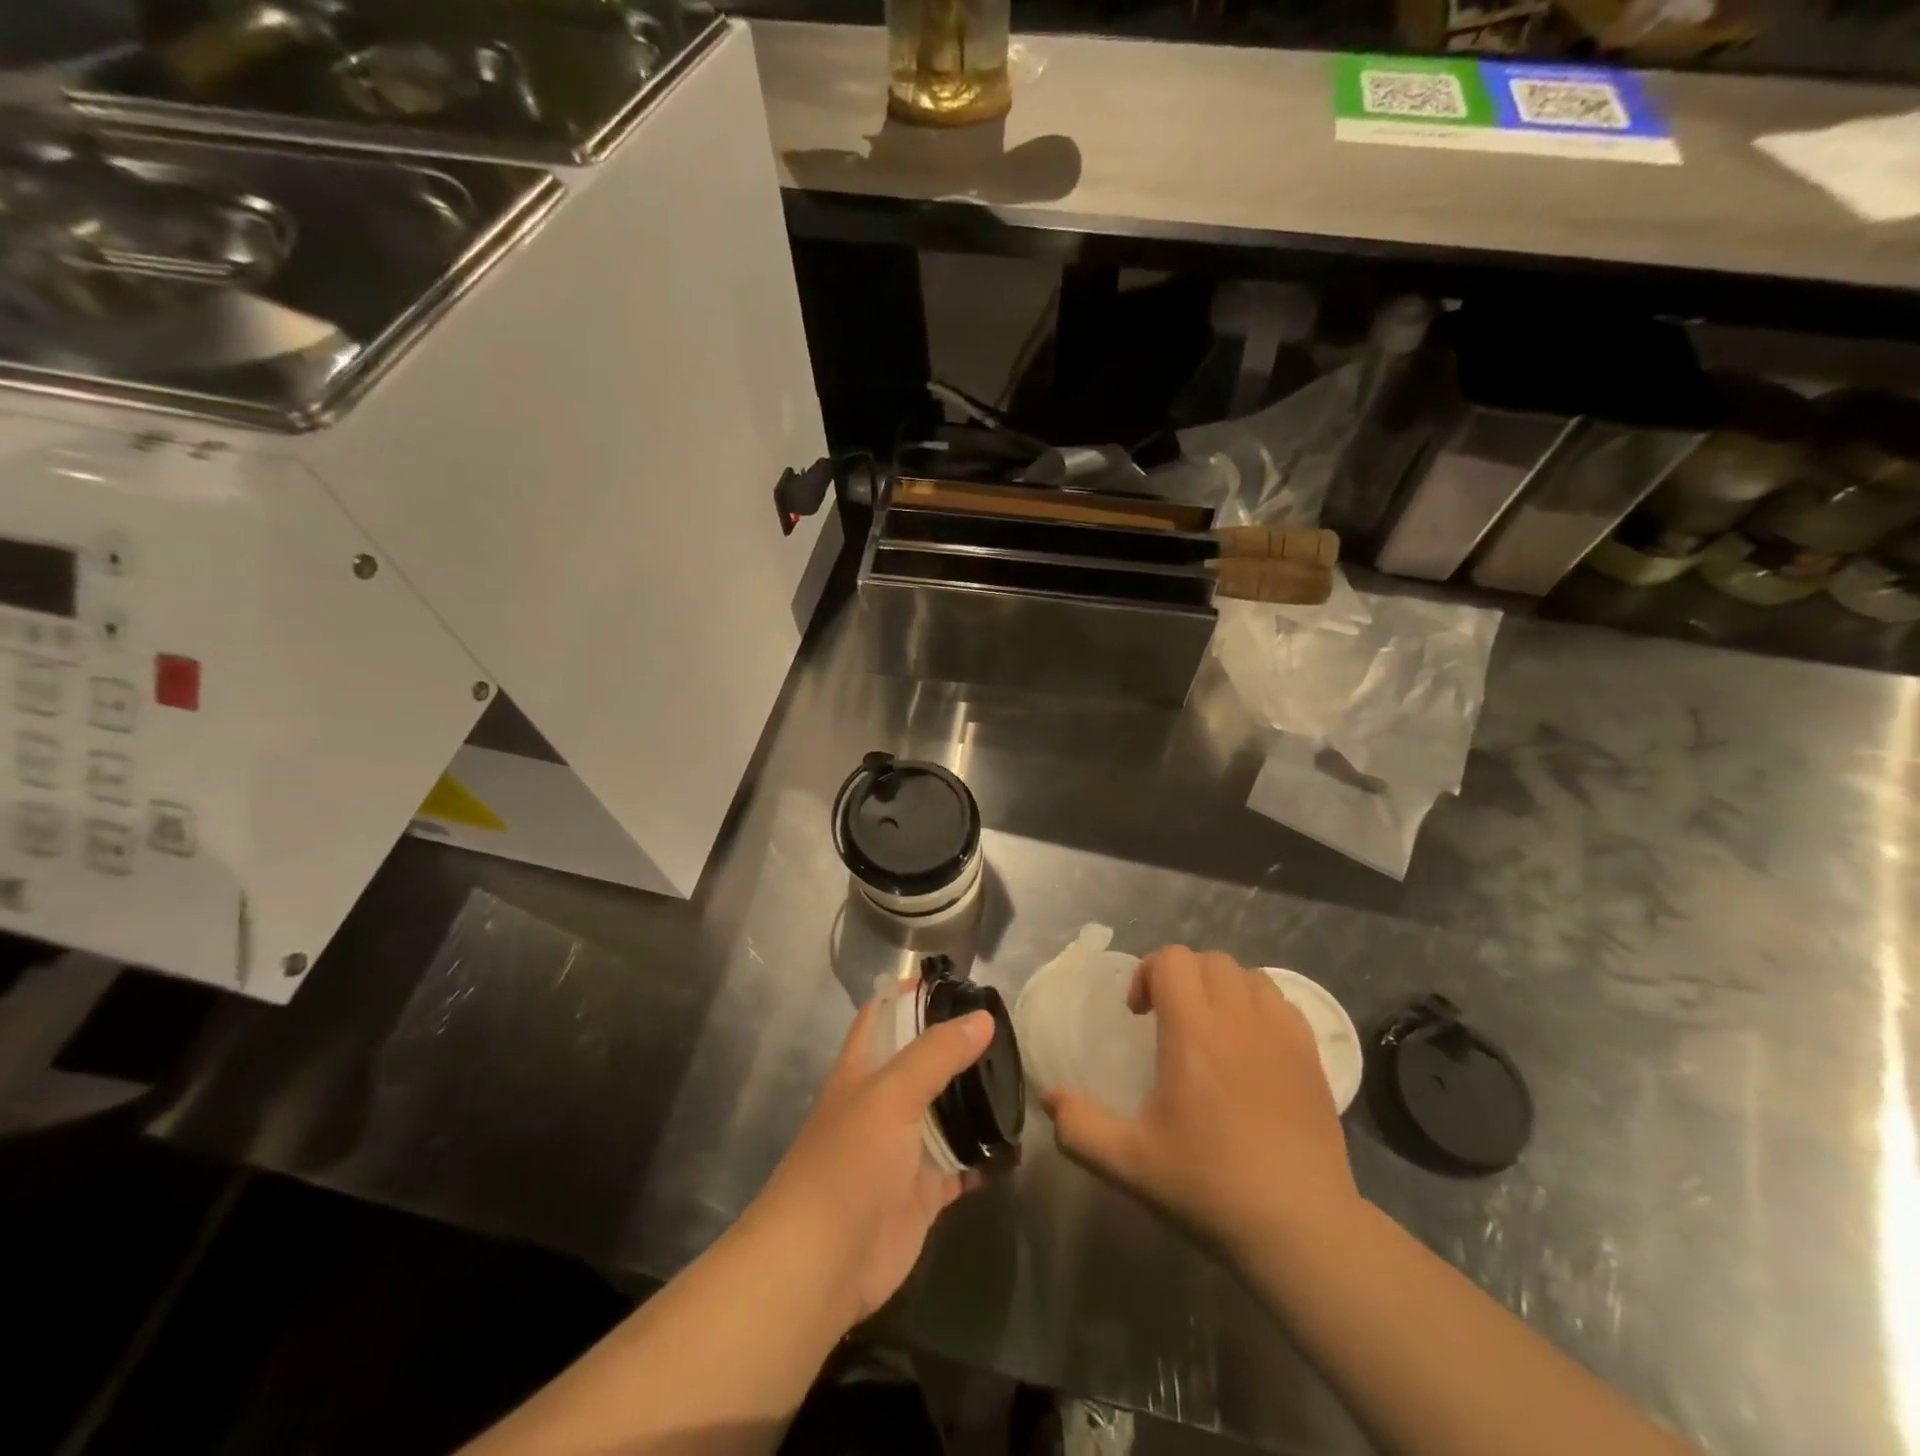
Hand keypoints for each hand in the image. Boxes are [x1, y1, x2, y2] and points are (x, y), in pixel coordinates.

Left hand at [750, 996, 994, 1330]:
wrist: (824, 1261)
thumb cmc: (850, 1161)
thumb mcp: (892, 1093)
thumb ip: (937, 1054)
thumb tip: (982, 1018)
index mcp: (862, 1071)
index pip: (883, 1017)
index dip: (911, 996)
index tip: (956, 984)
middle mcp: (883, 1104)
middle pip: (924, 1064)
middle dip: (959, 1049)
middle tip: (1007, 1033)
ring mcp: (905, 1149)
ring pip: (946, 1113)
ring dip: (977, 1101)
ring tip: (1021, 1080)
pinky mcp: (924, 1191)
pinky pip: (962, 1164)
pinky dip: (986, 1156)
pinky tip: (1016, 1144)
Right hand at [1043, 946, 1357, 1255]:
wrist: (1301, 1228)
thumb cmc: (1209, 1186)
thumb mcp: (1128, 1163)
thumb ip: (1079, 1127)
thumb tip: (1049, 1097)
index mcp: (1194, 1031)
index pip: (1171, 960)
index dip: (1147, 973)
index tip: (1139, 1016)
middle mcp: (1239, 1017)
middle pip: (1208, 960)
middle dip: (1181, 977)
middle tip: (1168, 1021)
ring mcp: (1282, 1033)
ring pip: (1247, 975)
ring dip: (1220, 989)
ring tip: (1211, 1030)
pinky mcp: (1312, 1054)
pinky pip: (1281, 1002)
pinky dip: (1258, 1007)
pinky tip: (1250, 1048)